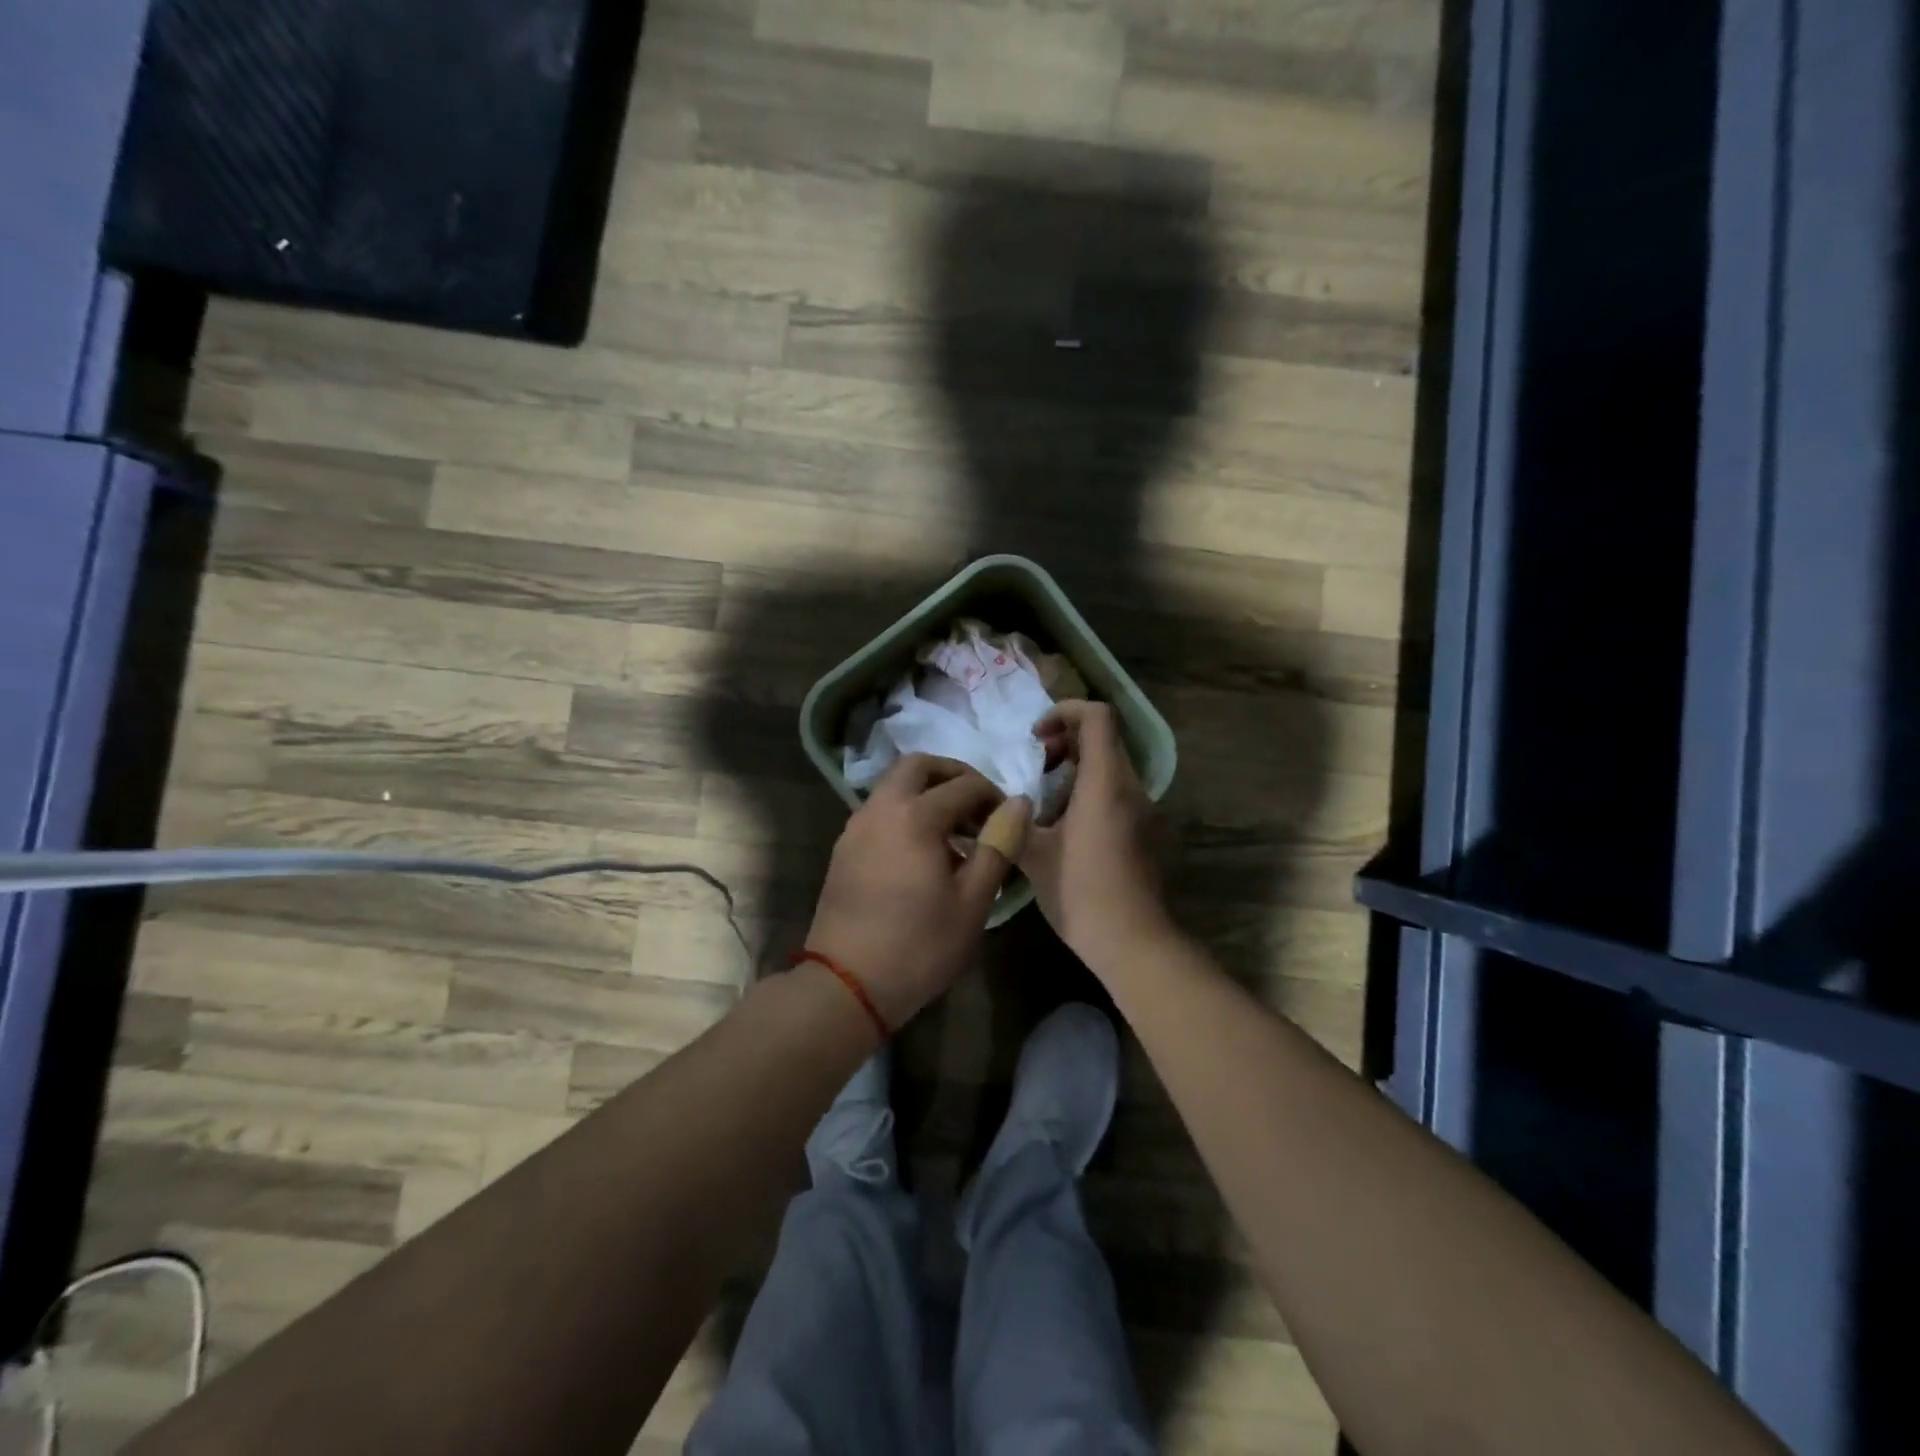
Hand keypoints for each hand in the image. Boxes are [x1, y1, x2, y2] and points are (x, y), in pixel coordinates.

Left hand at [806, 755, 1029, 1028]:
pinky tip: (923, 851)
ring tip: (955, 833)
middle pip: (919, 766)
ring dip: (927, 793)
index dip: (993, 797)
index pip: (965, 785)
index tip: (1008, 822)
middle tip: (978, 807)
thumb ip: (998, 846)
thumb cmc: (919, 946)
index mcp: (915, 816)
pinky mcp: (844, 847)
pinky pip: (880, 809)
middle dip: (953, 776)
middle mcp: (881, 808)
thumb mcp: (973, 901)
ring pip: (894, 785)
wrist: (846, 984)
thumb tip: (1019, 804)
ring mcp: (856, 826)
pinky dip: (905, 811)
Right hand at [1022, 701, 1172, 966]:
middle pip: (1103, 736)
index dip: (1064, 711)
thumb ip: (1012, 820)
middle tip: (1035, 764)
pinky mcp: (1141, 828)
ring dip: (1075, 765)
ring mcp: (1140, 808)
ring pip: (1109, 764)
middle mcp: (1129, 786)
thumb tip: (990, 803)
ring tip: (1042, 795)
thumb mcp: (1033, 855)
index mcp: (1104, 783)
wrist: (1131, 941)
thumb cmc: (1080, 893)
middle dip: (1065, 739)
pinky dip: (1087, 787)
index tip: (1036, 737)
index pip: (1097, 716)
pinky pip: (1114, 789)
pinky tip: (1060, 822)